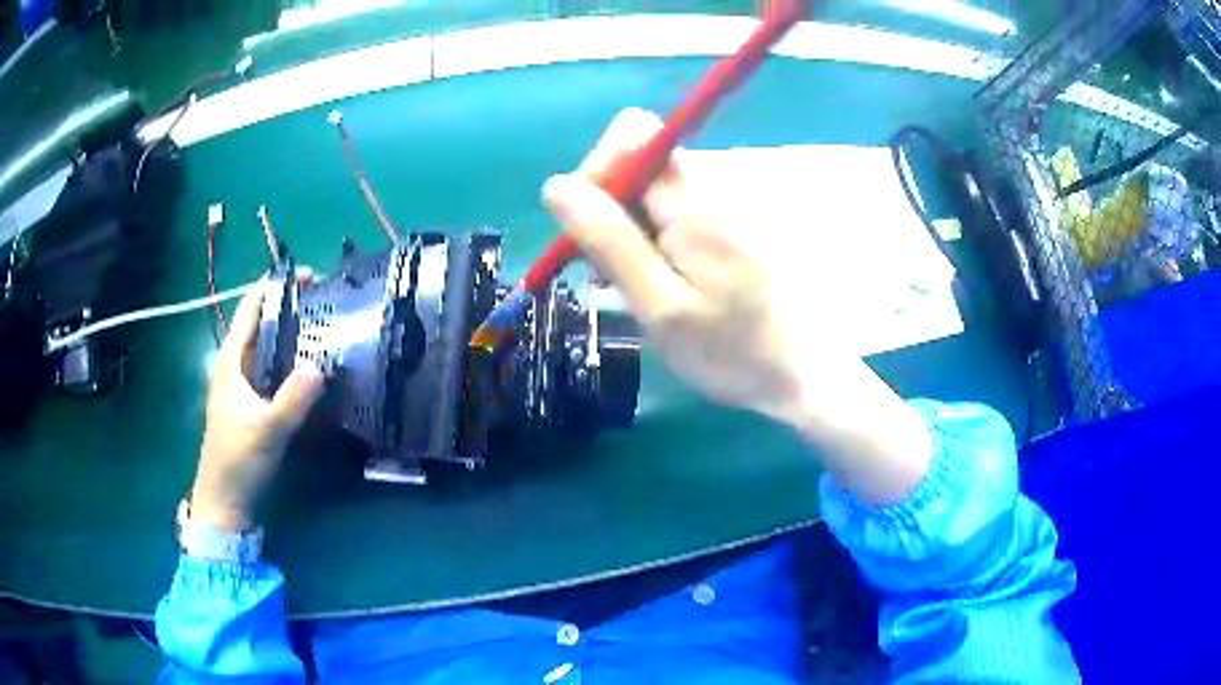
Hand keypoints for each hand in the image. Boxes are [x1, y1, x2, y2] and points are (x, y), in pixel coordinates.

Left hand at [190, 277, 324, 531]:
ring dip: (294, 336)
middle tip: (328, 303)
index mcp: (231, 361)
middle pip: (262, 325)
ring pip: (269, 349)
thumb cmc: (237, 461)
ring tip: (327, 330)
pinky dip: (292, 363)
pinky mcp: (251, 404)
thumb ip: (293, 399)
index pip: (251, 309)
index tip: (311, 276)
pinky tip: (313, 370)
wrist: (225, 501)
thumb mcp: (267, 430)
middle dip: (292, 309)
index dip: (276, 287)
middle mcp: (235, 366)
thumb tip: (321, 365)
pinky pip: (273, 372)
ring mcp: (243, 386)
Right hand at [542, 109, 931, 504]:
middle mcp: (706, 190)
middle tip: (601, 269)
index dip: (599, 169)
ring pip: (647, 189)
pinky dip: (645, 238)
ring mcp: (715, 207)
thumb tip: (558, 186)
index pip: (632, 134)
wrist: (795, 373)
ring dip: (621, 227)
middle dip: (605, 204)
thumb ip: (611, 242)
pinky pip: (666, 211)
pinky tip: (649, 282)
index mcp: (691, 203)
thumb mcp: (659, 306)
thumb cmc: (729, 350)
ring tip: (624, 286)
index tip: (587, 227)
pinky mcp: (719, 227)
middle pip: (637, 159)